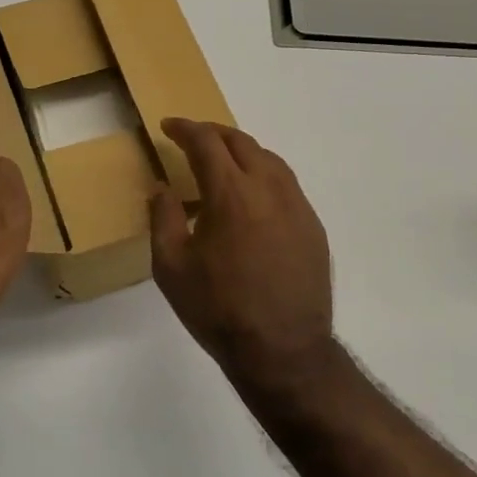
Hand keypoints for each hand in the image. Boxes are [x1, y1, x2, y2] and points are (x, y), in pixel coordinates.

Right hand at [149, 118, 345, 390]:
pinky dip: (264, 175)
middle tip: (193, 138)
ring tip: (223, 162)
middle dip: (214, 133)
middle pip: (242, 142)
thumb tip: (162, 188)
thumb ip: (164, 218)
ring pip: (269, 159)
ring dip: (242, 151)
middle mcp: (269, 188)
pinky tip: (253, 198)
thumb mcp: (171, 267)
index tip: (168, 126)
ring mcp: (297, 206)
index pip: (206, 143)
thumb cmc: (218, 310)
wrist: (283, 350)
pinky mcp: (313, 226)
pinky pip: (287, 184)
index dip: (185, 129)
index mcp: (231, 194)